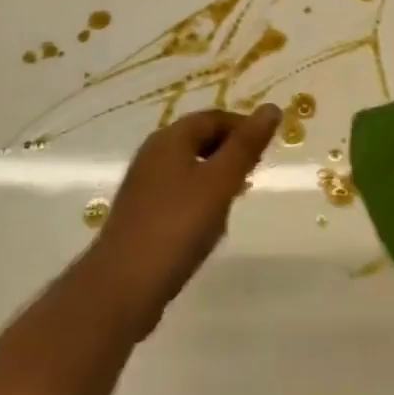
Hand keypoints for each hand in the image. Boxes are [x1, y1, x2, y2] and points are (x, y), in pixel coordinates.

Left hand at [89, 106, 281, 336]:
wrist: (122, 287)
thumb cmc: (177, 226)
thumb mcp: (219, 182)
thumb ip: (246, 146)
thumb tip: (272, 107)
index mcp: (170, 139)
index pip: (213, 118)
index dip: (243, 127)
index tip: (268, 148)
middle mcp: (153, 155)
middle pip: (198, 140)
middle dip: (230, 152)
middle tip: (255, 174)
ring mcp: (144, 186)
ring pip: (189, 169)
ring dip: (215, 179)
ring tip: (235, 201)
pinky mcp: (140, 215)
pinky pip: (178, 195)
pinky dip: (199, 201)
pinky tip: (208, 227)